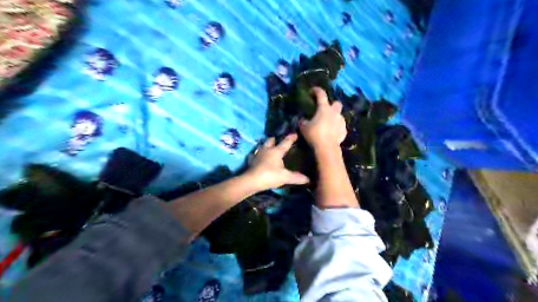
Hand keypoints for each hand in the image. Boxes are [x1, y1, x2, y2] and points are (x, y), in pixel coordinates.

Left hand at [245, 133, 308, 189]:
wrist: (251, 181)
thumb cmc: (270, 175)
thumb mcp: (285, 177)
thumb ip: (296, 177)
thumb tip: (308, 179)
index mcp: (276, 151)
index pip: (285, 142)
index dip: (291, 138)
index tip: (295, 134)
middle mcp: (267, 150)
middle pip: (270, 140)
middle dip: (275, 139)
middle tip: (279, 140)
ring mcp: (258, 154)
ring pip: (262, 146)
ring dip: (266, 145)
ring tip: (270, 147)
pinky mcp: (252, 161)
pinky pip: (256, 154)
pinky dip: (259, 154)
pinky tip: (260, 157)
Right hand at [297, 88, 346, 153]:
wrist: (327, 147)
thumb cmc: (314, 134)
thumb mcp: (304, 127)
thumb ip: (303, 121)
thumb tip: (303, 120)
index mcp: (324, 108)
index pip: (321, 94)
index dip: (316, 90)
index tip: (312, 91)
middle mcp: (334, 112)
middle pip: (337, 103)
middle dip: (332, 105)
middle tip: (325, 110)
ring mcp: (341, 121)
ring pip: (339, 115)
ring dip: (334, 117)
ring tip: (327, 124)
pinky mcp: (344, 131)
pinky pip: (340, 127)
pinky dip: (336, 128)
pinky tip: (331, 133)